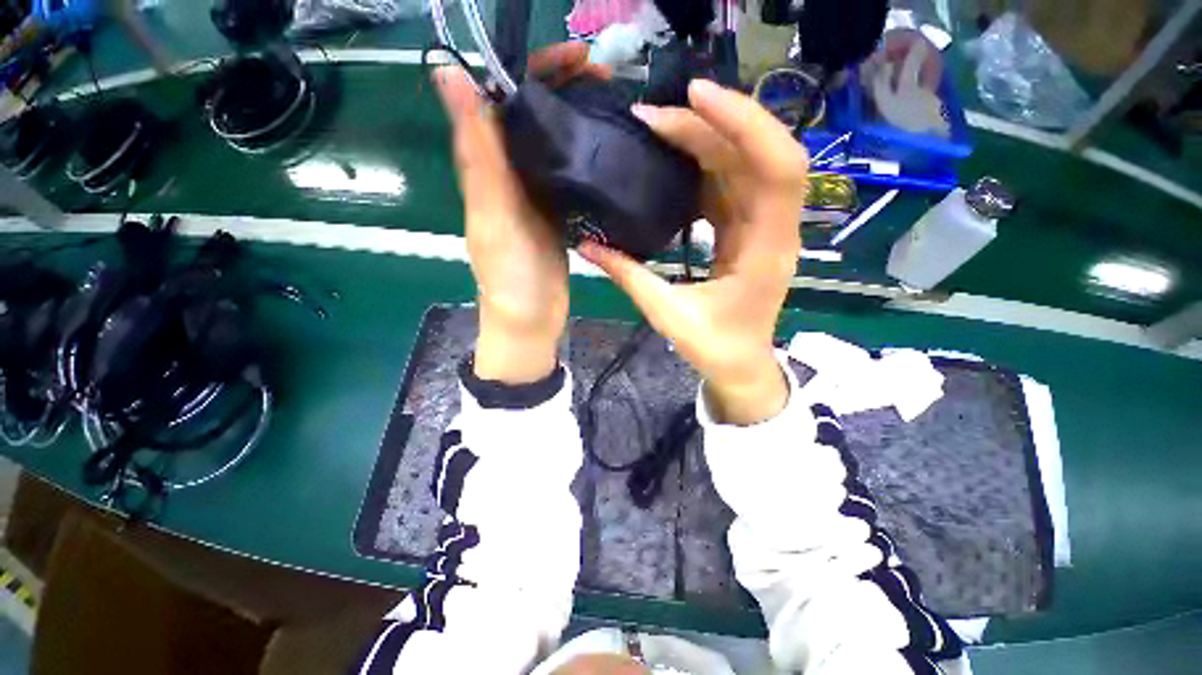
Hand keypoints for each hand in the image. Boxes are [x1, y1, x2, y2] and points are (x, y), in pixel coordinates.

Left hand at [434, 43, 608, 383]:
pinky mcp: (558, 216)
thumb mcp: (493, 214)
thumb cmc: (510, 277)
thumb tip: (448, 73)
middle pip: (534, 118)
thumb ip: (477, 151)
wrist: (531, 321)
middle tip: (608, 79)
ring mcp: (537, 196)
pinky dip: (587, 158)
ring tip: (615, 105)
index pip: (504, 99)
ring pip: (554, 145)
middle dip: (566, 89)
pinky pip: (570, 177)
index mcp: (489, 168)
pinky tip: (609, 150)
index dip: (536, 70)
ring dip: (579, 120)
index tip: (576, 57)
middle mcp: (511, 175)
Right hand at [579, 79, 808, 424]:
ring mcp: (762, 226)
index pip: (777, 170)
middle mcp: (774, 229)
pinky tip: (671, 161)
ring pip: (741, 165)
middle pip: (754, 156)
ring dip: (702, 141)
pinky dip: (702, 165)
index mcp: (766, 251)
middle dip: (707, 126)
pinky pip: (729, 184)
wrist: (741, 365)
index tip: (695, 98)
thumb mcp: (668, 316)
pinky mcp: (746, 229)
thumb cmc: (716, 349)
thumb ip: (630, 278)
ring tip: (654, 130)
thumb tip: (587, 247)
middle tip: (651, 119)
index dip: (745, 124)